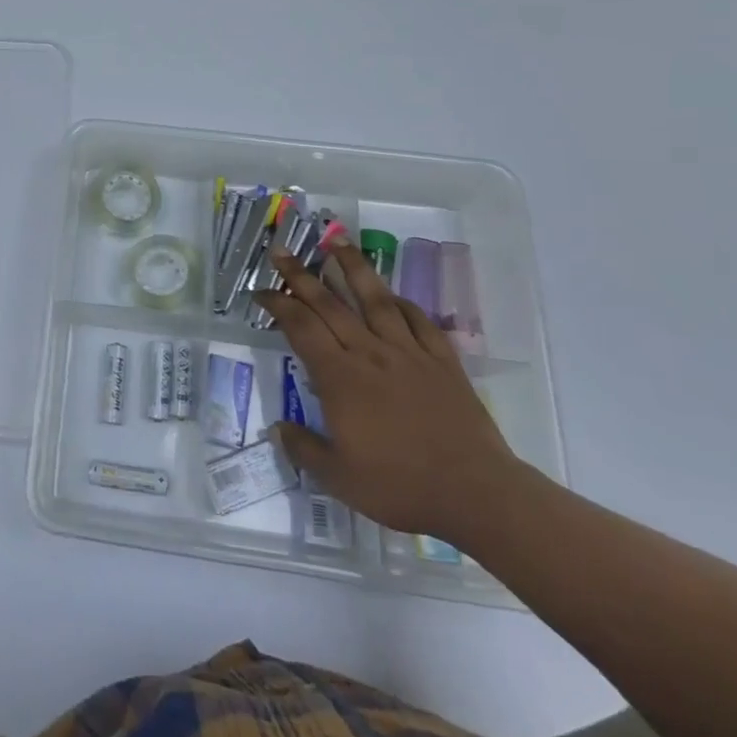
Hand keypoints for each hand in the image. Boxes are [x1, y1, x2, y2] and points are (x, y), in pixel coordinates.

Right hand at [253, 238, 518, 540]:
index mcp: (339, 377)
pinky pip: (419, 321)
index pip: (300, 327)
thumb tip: (277, 428)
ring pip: (375, 299)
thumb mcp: (339, 478)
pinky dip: (402, 304)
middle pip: (329, 304)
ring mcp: (409, 354)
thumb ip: (304, 448)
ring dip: (353, 268)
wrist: (476, 494)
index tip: (260, 291)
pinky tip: (393, 296)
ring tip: (336, 242)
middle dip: (301, 275)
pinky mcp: (442, 362)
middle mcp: (369, 354)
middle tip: (281, 251)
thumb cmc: (400, 486)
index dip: (277, 304)